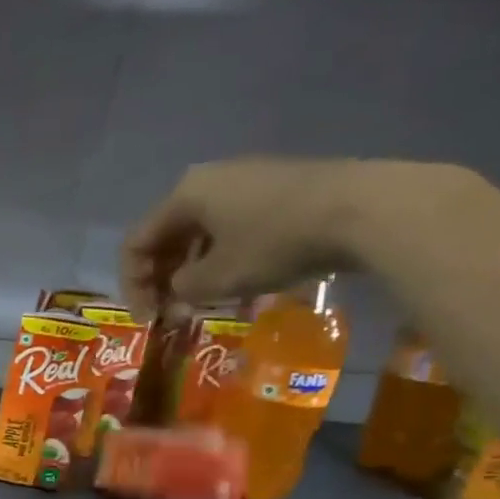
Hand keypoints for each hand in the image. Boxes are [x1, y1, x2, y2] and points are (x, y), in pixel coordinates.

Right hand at [119, 158, 461, 318]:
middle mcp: (209, 179)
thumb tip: (179, 291)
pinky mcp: (279, 189)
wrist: (366, 208)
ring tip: (204, 303)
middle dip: (163, 279)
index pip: (136, 244)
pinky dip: (223, 257)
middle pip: (167, 236)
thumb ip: (181, 289)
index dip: (133, 286)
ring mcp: (247, 180)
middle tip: (172, 313)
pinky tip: (238, 282)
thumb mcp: (216, 278)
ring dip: (193, 271)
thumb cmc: (274, 241)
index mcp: (184, 194)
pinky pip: (232, 227)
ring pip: (200, 233)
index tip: (148, 319)